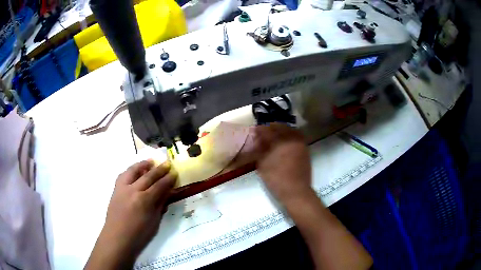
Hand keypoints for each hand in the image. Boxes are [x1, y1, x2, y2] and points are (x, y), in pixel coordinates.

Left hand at [85, 160, 176, 269]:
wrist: (118, 237)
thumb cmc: (139, 234)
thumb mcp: (154, 222)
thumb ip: (160, 205)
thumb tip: (167, 193)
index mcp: (144, 201)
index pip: (159, 186)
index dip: (168, 179)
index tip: (175, 173)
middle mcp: (133, 190)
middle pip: (148, 176)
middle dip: (159, 169)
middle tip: (167, 164)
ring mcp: (122, 188)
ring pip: (133, 171)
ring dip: (143, 165)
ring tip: (150, 161)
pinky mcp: (115, 189)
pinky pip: (123, 175)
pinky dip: (130, 170)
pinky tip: (135, 171)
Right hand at [253, 123, 311, 202]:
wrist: (296, 191)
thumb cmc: (277, 179)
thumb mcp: (263, 165)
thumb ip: (260, 150)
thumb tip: (258, 141)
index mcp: (280, 141)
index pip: (268, 130)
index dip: (260, 130)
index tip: (254, 131)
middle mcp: (292, 139)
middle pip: (280, 127)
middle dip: (271, 128)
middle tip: (263, 132)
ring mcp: (300, 143)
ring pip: (290, 130)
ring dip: (281, 130)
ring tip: (274, 135)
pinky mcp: (305, 149)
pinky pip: (296, 136)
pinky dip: (289, 135)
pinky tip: (284, 141)